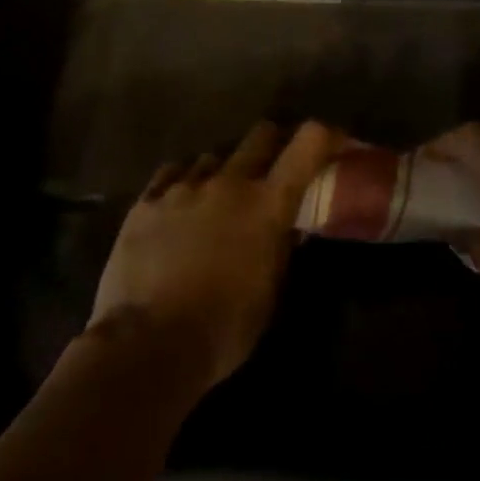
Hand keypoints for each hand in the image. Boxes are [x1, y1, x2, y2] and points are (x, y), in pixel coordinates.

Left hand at [88, 121, 340, 393]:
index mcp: (268, 204)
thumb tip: (287, 228)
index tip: (334, 142)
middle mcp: (229, 182)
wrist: (148, 345)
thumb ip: (281, 249)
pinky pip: (171, 175)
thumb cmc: (225, 327)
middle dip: (274, 142)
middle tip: (275, 165)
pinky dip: (183, 182)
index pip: (308, 143)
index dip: (326, 135)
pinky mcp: (145, 203)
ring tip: (219, 196)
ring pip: (213, 156)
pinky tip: (180, 204)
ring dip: (225, 171)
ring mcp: (183, 188)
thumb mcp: (270, 291)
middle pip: (260, 135)